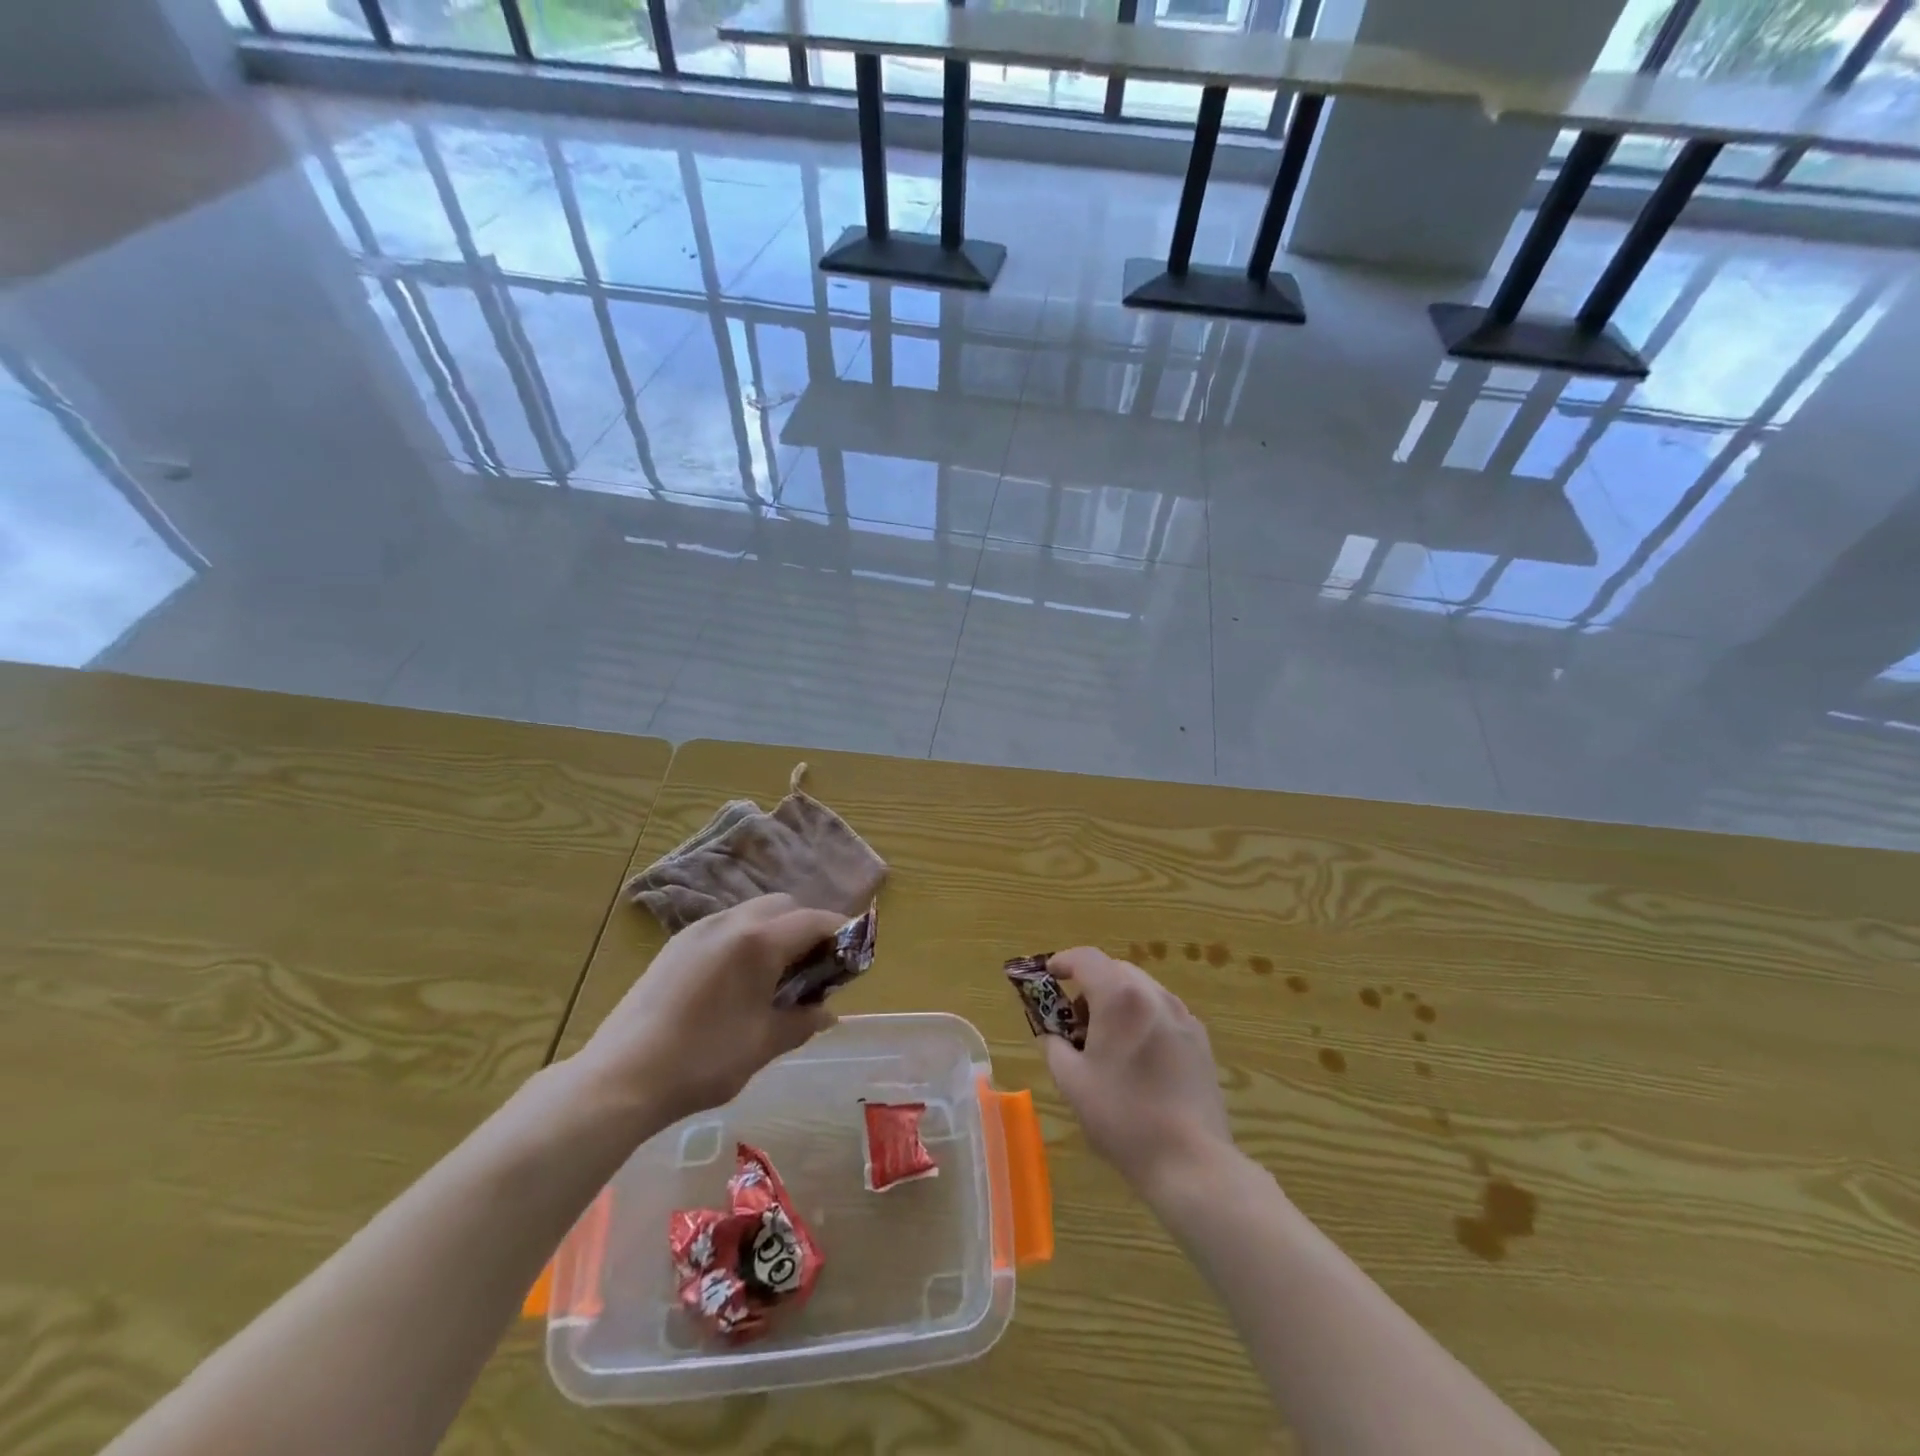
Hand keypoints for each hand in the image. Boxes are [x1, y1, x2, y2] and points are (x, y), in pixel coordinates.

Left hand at [571, 895, 847, 1126]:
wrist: (620, 1077)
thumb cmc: (703, 1061)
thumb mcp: (763, 1044)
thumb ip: (802, 1021)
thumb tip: (828, 1013)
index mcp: (758, 941)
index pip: (813, 920)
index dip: (841, 932)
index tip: (854, 953)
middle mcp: (730, 922)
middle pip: (784, 906)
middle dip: (807, 927)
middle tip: (816, 967)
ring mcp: (698, 930)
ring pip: (752, 912)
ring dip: (776, 931)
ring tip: (778, 974)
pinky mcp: (676, 945)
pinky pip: (725, 927)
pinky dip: (747, 939)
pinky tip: (740, 979)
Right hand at [1040, 948, 1233, 1196]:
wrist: (1191, 1161)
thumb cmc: (1123, 1118)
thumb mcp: (1072, 1083)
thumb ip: (1054, 1047)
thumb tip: (1052, 1035)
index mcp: (1120, 998)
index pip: (1086, 958)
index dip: (1063, 961)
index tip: (1048, 976)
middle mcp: (1154, 995)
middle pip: (1115, 969)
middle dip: (1090, 983)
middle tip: (1073, 1018)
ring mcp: (1183, 1016)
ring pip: (1141, 989)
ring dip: (1117, 999)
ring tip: (1106, 1039)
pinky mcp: (1200, 1039)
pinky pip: (1162, 1011)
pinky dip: (1142, 1017)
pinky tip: (1137, 1057)